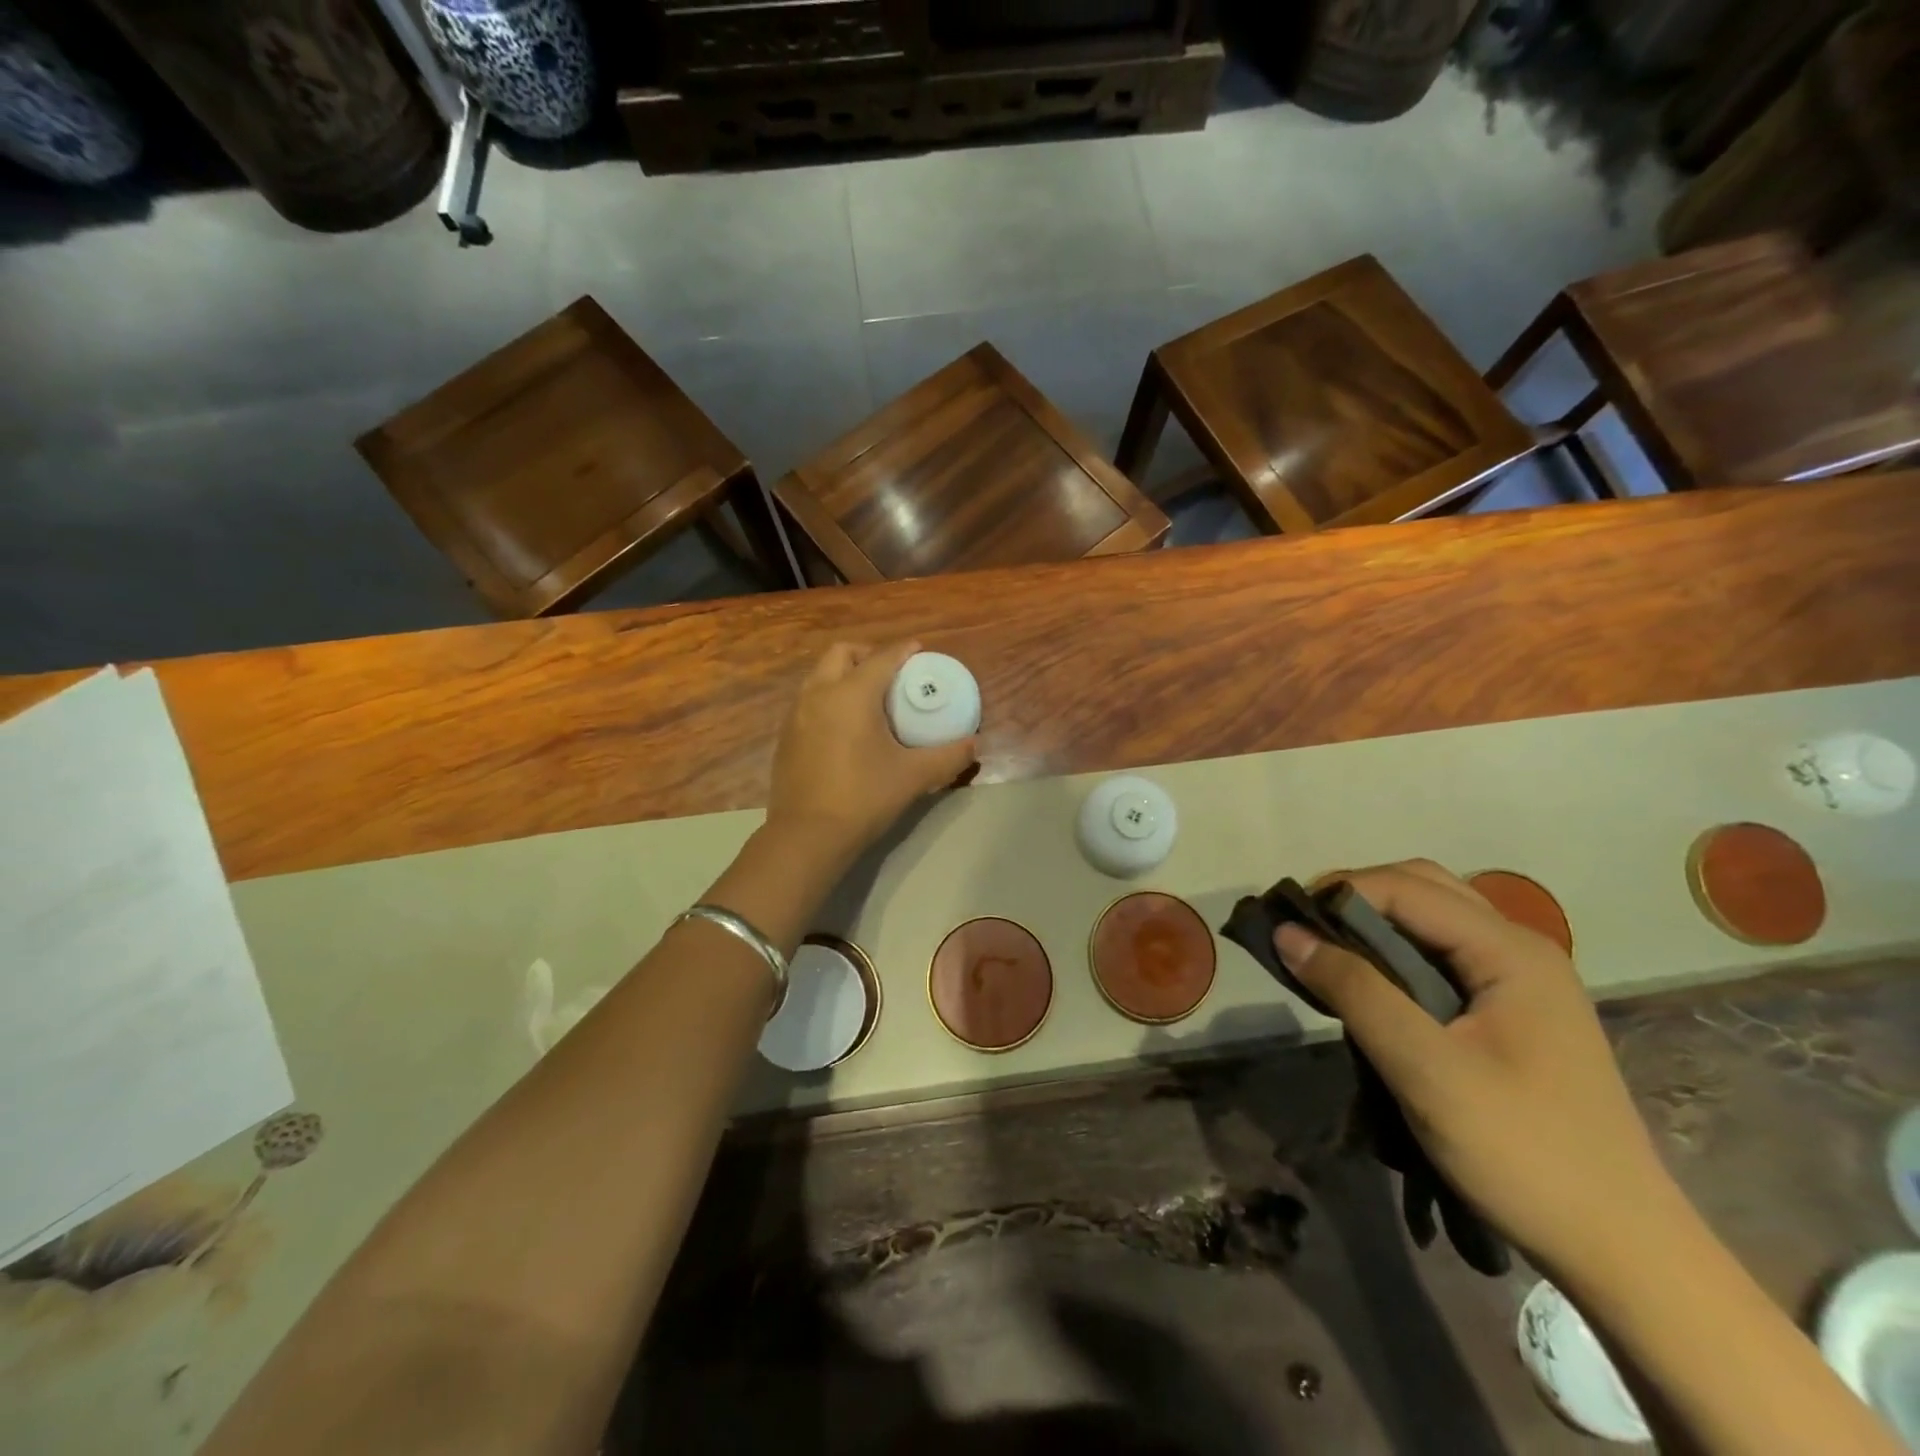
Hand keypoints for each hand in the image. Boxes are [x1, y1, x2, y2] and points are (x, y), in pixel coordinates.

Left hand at [764, 641, 976, 862]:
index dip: (904, 651)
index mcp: (852, 694)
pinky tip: (845, 727)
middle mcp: (819, 693)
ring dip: (845, 675)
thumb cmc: (864, 797)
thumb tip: (974, 744)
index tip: (919, 650)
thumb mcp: (914, 776)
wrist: (807, 836)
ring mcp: (796, 714)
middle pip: (842, 654)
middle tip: (892, 674)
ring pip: (820, 676)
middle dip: (868, 654)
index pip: (882, 658)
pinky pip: (809, 701)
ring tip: (869, 699)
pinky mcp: (786, 737)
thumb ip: (948, 756)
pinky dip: (829, 698)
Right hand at [1274, 860, 1676, 1278]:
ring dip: (1374, 923)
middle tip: (1302, 934)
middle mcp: (1519, 949)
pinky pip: (1441, 955)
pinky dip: (1394, 953)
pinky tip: (1368, 985)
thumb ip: (1355, 991)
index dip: (1340, 893)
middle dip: (1355, 898)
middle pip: (1422, 888)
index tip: (1284, 922)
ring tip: (1325, 955)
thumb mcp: (1425, 1069)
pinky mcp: (1512, 1011)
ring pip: (1431, 920)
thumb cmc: (1524, 1153)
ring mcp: (1520, 980)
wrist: (1622, 1250)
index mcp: (1511, 951)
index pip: (1406, 888)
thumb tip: (1287, 933)